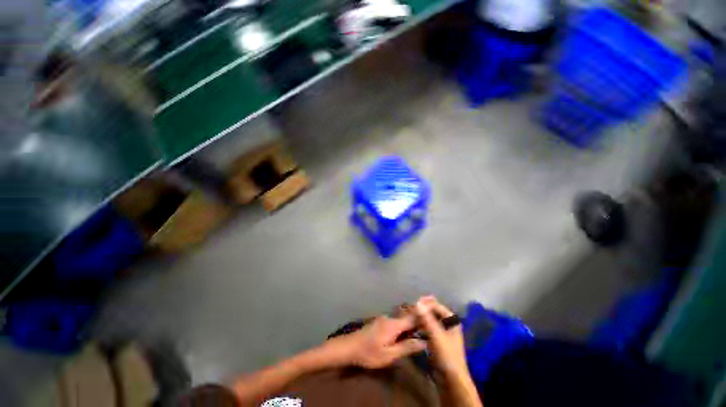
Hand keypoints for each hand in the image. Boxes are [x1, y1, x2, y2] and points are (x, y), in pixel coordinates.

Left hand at [323, 315, 426, 368]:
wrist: (349, 347)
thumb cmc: (369, 353)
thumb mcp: (389, 355)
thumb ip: (406, 347)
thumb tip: (424, 342)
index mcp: (394, 325)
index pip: (413, 317)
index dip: (425, 313)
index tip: (435, 306)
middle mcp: (391, 318)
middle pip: (409, 315)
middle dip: (420, 312)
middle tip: (432, 308)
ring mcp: (385, 319)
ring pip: (402, 317)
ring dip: (413, 318)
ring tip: (424, 321)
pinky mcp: (381, 322)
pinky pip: (397, 320)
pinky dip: (405, 322)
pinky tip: (408, 329)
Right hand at [414, 296, 467, 377]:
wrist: (451, 380)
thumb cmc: (447, 355)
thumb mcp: (436, 335)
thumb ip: (427, 318)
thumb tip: (417, 302)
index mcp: (452, 320)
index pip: (437, 306)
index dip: (425, 303)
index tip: (413, 304)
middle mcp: (448, 324)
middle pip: (433, 312)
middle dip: (422, 310)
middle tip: (410, 309)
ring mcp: (443, 332)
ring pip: (430, 320)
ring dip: (421, 317)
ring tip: (410, 316)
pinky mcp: (438, 340)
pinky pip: (428, 328)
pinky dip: (421, 326)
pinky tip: (413, 326)